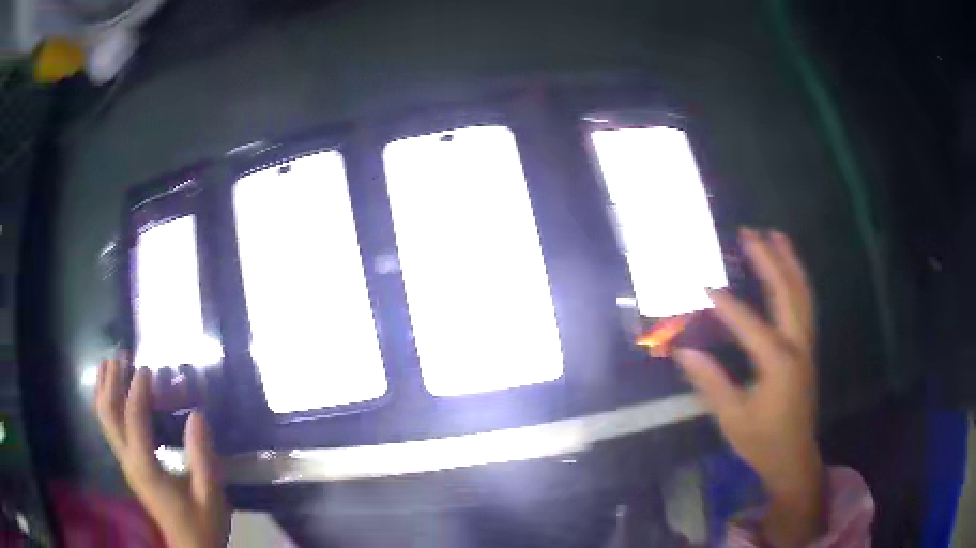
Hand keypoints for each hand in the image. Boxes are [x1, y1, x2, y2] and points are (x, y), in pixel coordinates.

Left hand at [94, 355, 229, 547]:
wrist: (190, 547)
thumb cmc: (202, 523)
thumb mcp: (210, 494)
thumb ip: (203, 457)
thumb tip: (197, 414)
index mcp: (146, 467)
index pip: (134, 420)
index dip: (137, 391)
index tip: (146, 367)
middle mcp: (128, 461)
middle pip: (108, 414)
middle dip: (111, 381)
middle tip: (121, 355)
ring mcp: (126, 463)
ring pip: (104, 419)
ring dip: (104, 388)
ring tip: (111, 362)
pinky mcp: (129, 465)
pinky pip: (109, 427)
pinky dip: (106, 403)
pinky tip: (112, 391)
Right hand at [675, 229, 822, 546]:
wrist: (793, 458)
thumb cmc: (762, 441)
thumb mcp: (731, 418)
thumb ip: (710, 382)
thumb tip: (684, 351)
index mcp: (778, 363)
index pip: (751, 324)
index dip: (726, 305)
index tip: (704, 285)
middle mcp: (797, 346)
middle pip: (787, 293)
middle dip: (769, 260)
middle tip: (751, 233)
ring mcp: (806, 346)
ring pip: (802, 295)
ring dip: (790, 263)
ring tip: (777, 236)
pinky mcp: (807, 349)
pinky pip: (805, 306)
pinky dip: (798, 282)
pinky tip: (789, 270)